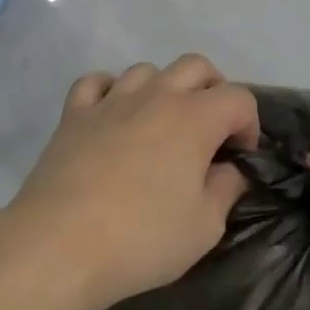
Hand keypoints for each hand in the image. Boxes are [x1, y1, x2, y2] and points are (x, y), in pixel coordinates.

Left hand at [6, 56, 259, 309]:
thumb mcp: (203, 227)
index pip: (238, 97)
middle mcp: (155, 96)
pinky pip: (96, 82)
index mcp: (193, 118)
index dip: (249, 123)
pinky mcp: (74, 112)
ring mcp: (111, 100)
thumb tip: (229, 170)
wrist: (60, 244)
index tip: (240, 156)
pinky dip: (109, 91)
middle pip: (195, 66)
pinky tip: (111, 114)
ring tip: (160, 125)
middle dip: (213, 90)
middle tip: (210, 130)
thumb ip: (225, 190)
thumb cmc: (141, 239)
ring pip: (146, 70)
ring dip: (162, 89)